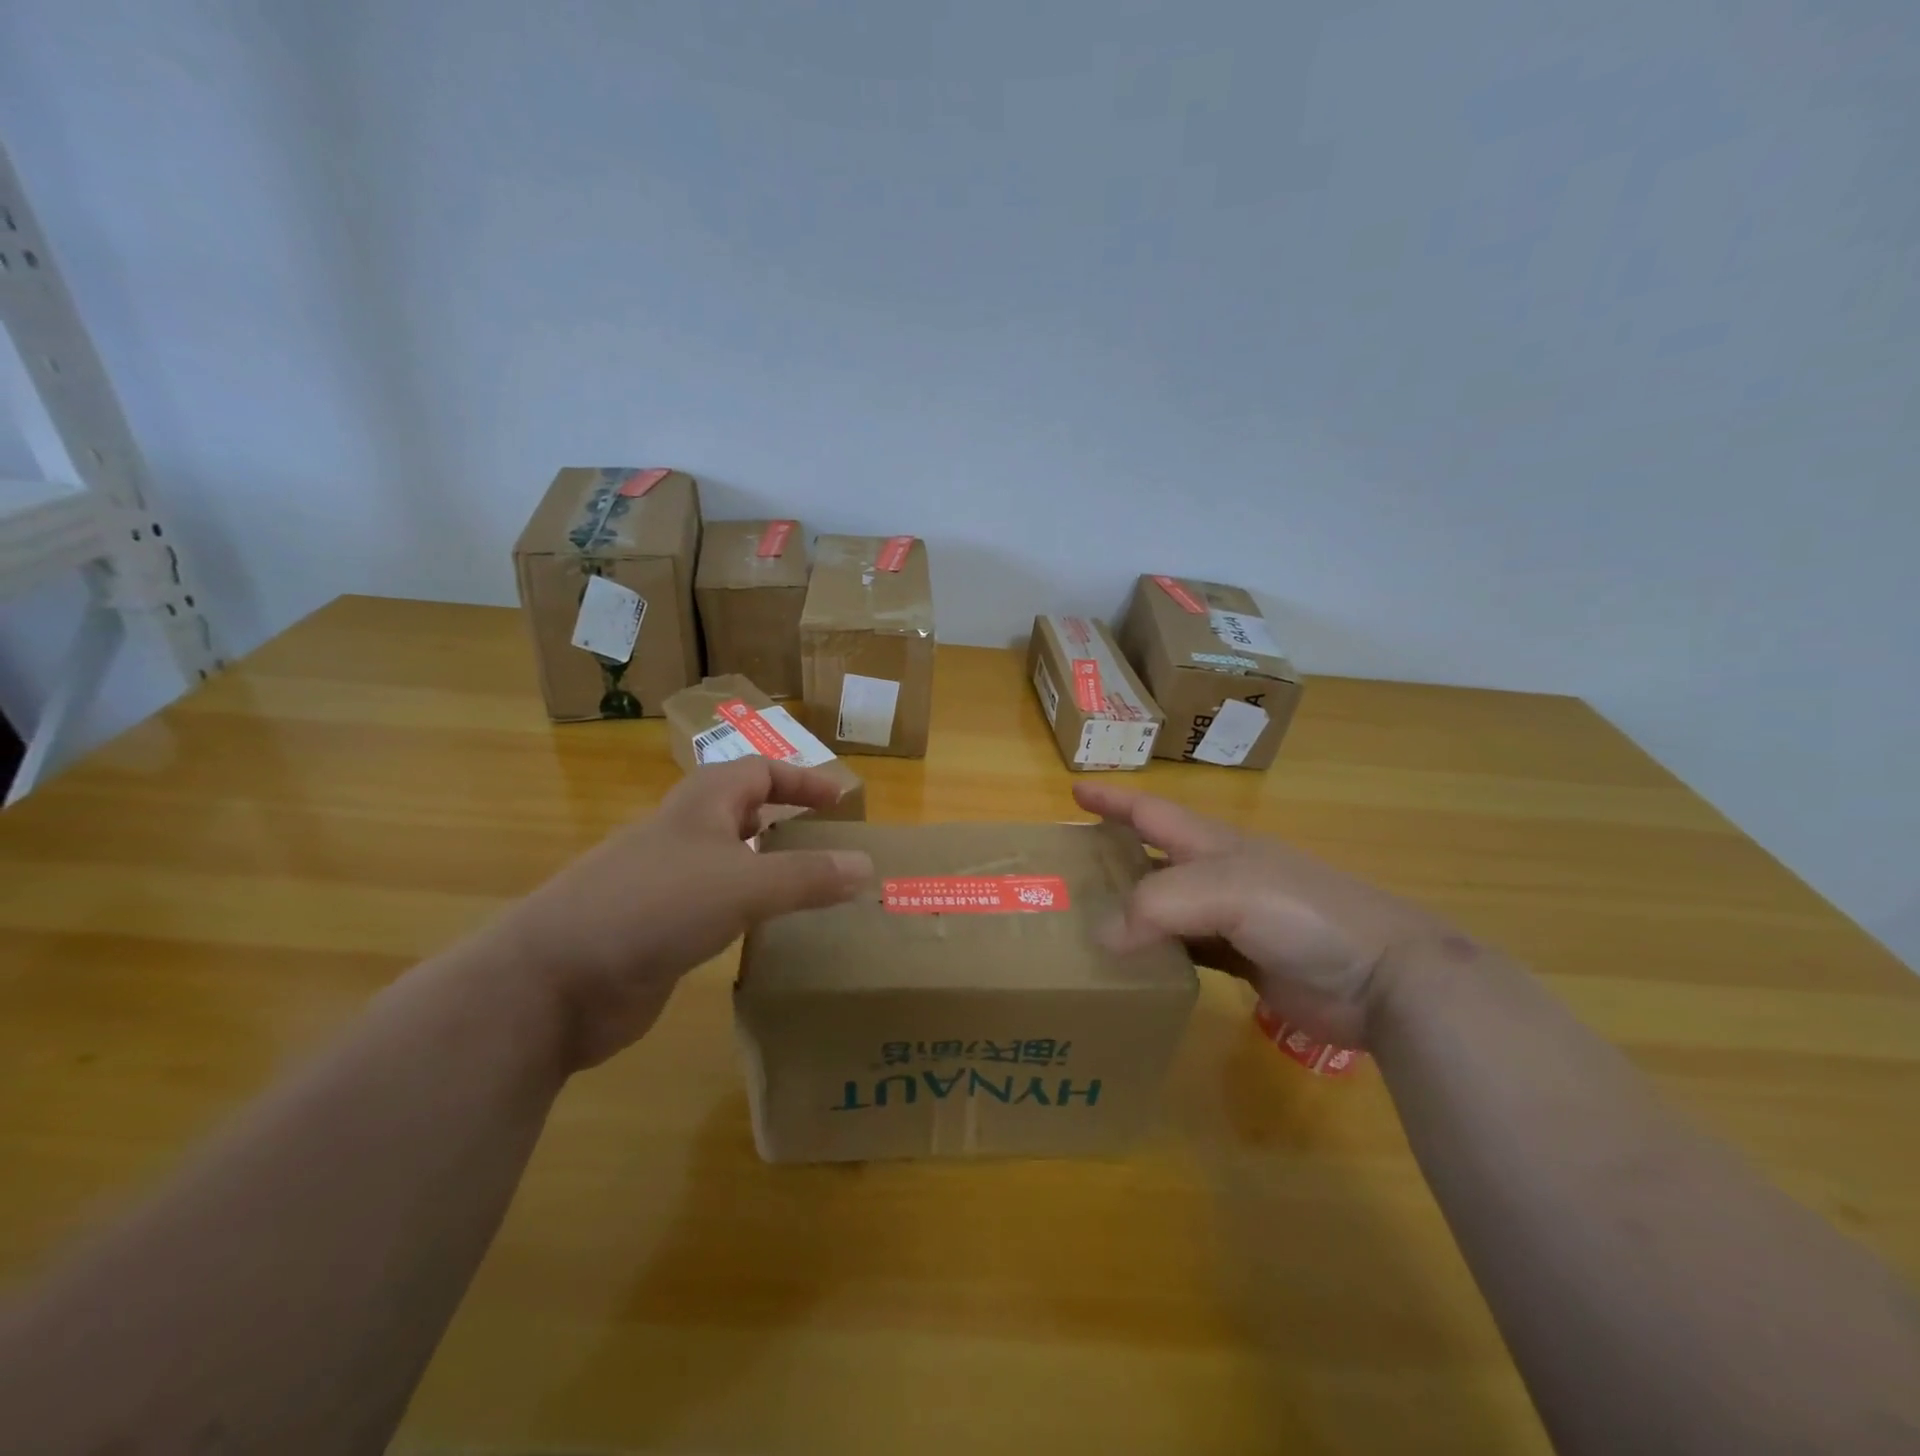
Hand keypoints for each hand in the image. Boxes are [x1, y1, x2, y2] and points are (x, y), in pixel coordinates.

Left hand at [500, 759, 872, 1069]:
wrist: (553, 981)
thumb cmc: (652, 907)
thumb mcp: (742, 885)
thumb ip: (807, 877)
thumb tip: (867, 867)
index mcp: (700, 805)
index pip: (759, 772)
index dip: (801, 781)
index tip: (841, 801)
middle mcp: (682, 835)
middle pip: (740, 811)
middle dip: (783, 819)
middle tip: (827, 843)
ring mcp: (664, 883)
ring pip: (726, 860)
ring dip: (765, 866)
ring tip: (809, 887)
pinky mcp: (655, 928)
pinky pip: (713, 905)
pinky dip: (744, 909)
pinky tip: (764, 931)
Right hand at [1073, 782, 1457, 1046]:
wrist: (1383, 978)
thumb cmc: (1304, 913)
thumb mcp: (1228, 891)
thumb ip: (1159, 905)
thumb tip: (1102, 936)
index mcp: (1215, 844)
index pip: (1152, 812)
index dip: (1113, 800)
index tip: (1073, 791)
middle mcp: (1219, 876)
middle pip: (1154, 859)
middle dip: (1112, 857)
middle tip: (1065, 871)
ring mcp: (1234, 920)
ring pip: (1166, 909)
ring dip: (1130, 911)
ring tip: (1085, 923)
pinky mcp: (1244, 963)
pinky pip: (1185, 953)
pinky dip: (1156, 955)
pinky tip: (1133, 968)